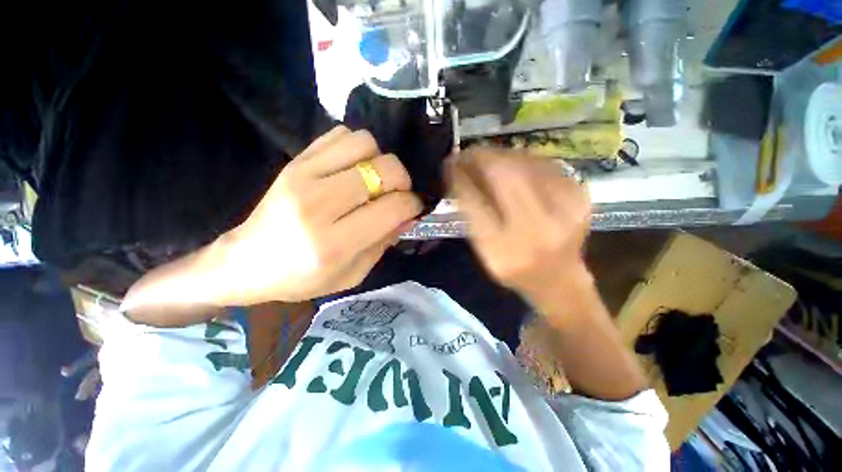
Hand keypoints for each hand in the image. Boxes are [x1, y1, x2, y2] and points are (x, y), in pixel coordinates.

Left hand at [218, 126, 422, 303]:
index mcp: (334, 243)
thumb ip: (385, 242)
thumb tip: (409, 214)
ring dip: (379, 160)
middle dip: (402, 180)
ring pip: (364, 143)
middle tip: (397, 194)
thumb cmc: (303, 278)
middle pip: (384, 169)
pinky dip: (356, 149)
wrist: (248, 262)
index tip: (414, 207)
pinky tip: (353, 169)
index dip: (413, 204)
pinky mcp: (295, 161)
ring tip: (373, 180)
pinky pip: (340, 134)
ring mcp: (303, 175)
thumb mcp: (353, 274)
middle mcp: (319, 204)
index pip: (392, 207)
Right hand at [447, 148, 592, 315]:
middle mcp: (536, 230)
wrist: (558, 278)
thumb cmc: (513, 268)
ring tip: (484, 156)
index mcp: (504, 250)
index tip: (448, 164)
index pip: (475, 202)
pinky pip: (544, 164)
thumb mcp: (483, 249)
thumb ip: (470, 214)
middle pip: (504, 175)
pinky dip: (521, 158)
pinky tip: (510, 162)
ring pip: (525, 164)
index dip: (459, 177)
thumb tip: (460, 174)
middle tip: (466, 153)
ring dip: (500, 154)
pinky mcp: (579, 196)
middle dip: (480, 157)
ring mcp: (564, 210)